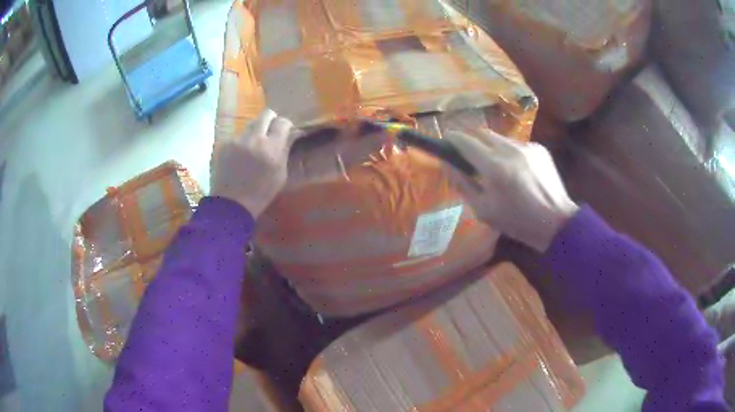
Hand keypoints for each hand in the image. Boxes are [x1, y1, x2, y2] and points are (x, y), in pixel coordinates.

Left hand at [210, 109, 300, 217]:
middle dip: (272, 120)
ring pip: (251, 124)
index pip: (283, 122)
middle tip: (272, 132)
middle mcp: (254, 138)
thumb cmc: (261, 193)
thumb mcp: (280, 174)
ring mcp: (237, 140)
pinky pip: (239, 136)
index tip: (287, 131)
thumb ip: (285, 150)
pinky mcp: (225, 144)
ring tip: (255, 147)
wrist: (231, 204)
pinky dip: (243, 142)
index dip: (286, 125)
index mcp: (271, 148)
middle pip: (266, 114)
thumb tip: (293, 133)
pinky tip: (241, 157)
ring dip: (256, 131)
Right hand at [444, 130, 578, 251]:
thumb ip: (462, 184)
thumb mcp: (483, 210)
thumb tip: (446, 163)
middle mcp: (510, 150)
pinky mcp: (539, 148)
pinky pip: (516, 144)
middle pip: (481, 132)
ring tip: (494, 165)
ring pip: (499, 138)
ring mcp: (527, 147)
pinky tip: (515, 170)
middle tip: (466, 153)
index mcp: (494, 168)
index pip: (465, 141)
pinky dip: (509, 152)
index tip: (445, 141)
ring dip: (490, 146)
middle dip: (470, 139)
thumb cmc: (517, 222)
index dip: (451, 138)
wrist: (556, 222)